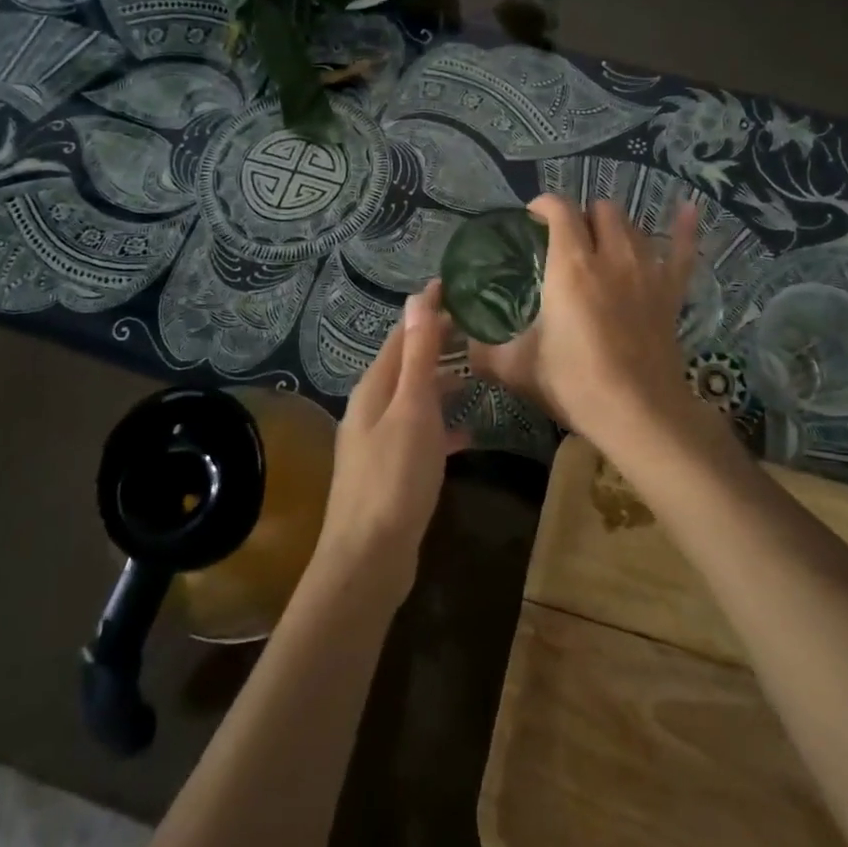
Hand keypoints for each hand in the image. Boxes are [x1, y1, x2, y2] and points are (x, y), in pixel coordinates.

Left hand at [314, 279, 469, 600]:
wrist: (368, 558)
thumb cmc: (395, 477)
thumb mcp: (412, 409)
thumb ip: (418, 355)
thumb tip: (417, 297)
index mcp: (373, 388)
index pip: (402, 335)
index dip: (426, 311)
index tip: (455, 288)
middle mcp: (371, 408)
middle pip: (407, 365)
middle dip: (437, 344)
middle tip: (477, 328)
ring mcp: (378, 441)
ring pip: (414, 400)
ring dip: (442, 384)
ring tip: (478, 373)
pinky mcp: (390, 471)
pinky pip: (419, 434)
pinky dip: (441, 426)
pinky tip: (468, 434)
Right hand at [468, 194, 702, 456]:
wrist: (638, 414)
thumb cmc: (574, 384)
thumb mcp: (517, 368)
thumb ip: (484, 352)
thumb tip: (463, 345)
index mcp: (570, 266)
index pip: (559, 210)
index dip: (543, 205)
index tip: (532, 217)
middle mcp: (610, 256)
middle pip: (600, 210)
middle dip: (581, 216)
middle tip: (566, 240)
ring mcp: (647, 270)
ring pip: (632, 226)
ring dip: (614, 227)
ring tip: (601, 243)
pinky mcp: (671, 291)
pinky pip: (684, 249)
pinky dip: (684, 228)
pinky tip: (687, 208)